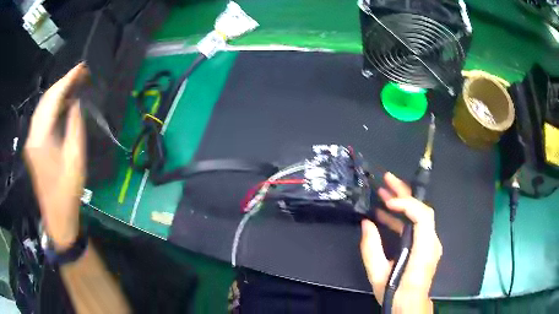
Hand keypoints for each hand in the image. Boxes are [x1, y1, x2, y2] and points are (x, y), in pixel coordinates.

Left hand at [25, 63, 87, 250]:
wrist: (58, 216)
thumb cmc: (68, 190)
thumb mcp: (75, 157)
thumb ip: (74, 125)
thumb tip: (75, 102)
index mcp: (40, 138)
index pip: (52, 99)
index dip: (67, 80)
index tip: (81, 67)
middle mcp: (32, 135)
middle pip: (45, 100)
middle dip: (62, 83)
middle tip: (79, 74)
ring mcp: (31, 141)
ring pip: (42, 108)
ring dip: (57, 94)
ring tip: (73, 84)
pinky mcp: (33, 146)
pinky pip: (41, 118)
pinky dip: (52, 106)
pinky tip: (62, 103)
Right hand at [360, 172, 441, 311]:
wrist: (409, 304)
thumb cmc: (395, 292)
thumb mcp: (378, 274)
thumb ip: (371, 248)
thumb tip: (367, 223)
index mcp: (423, 249)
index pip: (423, 216)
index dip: (407, 204)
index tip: (388, 202)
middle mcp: (431, 242)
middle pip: (422, 209)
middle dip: (405, 192)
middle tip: (387, 179)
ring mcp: (429, 242)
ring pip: (419, 215)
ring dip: (402, 202)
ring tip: (383, 191)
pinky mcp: (425, 245)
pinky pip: (415, 225)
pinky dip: (401, 217)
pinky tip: (386, 212)